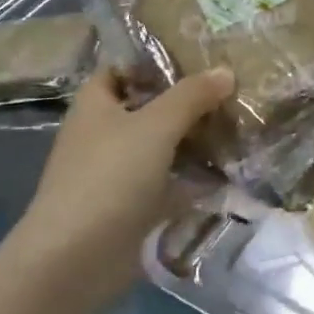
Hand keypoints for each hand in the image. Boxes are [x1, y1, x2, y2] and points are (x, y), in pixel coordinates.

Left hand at [10, 64, 233, 311]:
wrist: (75, 261)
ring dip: (193, 138)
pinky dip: (192, 177)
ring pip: (160, 144)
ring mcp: (115, 172)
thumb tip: (226, 71)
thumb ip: (191, 95)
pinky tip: (228, 170)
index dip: (155, 58)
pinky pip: (167, 181)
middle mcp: (102, 133)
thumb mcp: (156, 125)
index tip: (198, 52)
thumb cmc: (109, 177)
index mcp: (95, 105)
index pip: (123, 67)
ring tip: (238, 123)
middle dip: (185, 99)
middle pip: (148, 106)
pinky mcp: (130, 207)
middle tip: (231, 86)